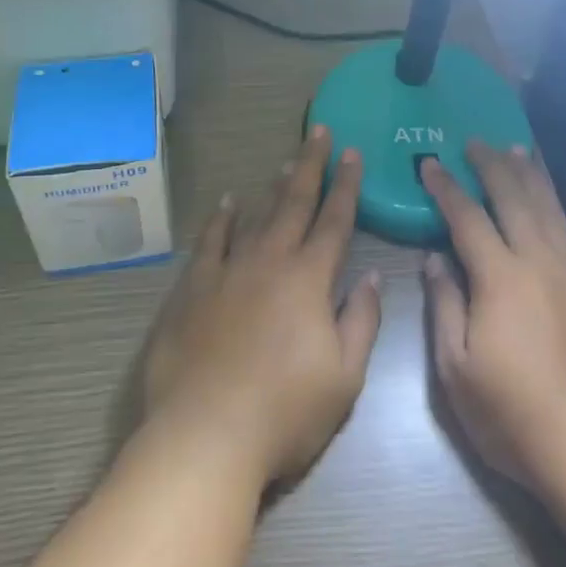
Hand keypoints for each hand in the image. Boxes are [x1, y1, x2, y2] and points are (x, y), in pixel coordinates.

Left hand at [142, 126, 383, 488]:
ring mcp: (229, 270)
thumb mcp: (344, 378)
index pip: (335, 221)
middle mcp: (271, 261)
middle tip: (319, 132)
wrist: (206, 435)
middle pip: (295, 203)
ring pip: (257, 215)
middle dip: (311, 165)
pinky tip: (226, 202)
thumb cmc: (285, 413)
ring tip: (286, 160)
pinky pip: (210, 240)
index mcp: (310, 280)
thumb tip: (371, 276)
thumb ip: (361, 321)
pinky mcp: (194, 287)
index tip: (353, 153)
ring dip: (274, 187)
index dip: (346, 185)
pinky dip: (220, 218)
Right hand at [421, 142, 565, 493]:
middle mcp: (540, 261)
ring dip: (529, 175)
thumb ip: (444, 306)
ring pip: (549, 207)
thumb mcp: (458, 371)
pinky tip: (551, 203)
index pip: (467, 216)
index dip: (446, 187)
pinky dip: (556, 205)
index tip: (429, 163)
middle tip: (474, 141)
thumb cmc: (516, 417)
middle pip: (514, 198)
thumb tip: (435, 259)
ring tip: (517, 149)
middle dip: (491, 165)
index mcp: (501, 277)